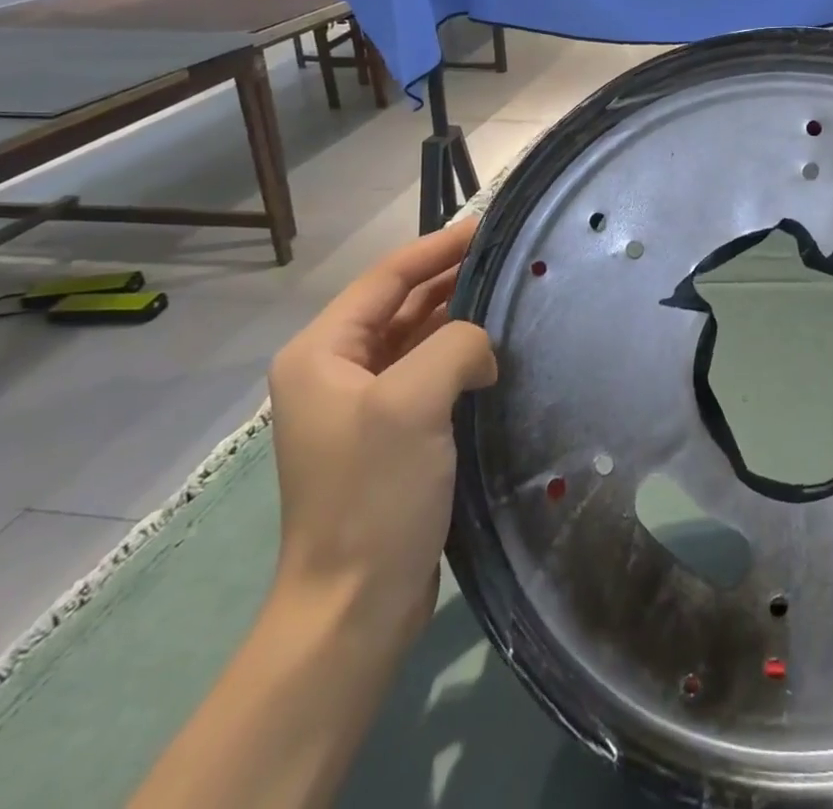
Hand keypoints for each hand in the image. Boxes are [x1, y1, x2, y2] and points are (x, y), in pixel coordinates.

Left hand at [266, 216, 496, 637]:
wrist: (354, 606)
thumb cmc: (373, 495)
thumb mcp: (413, 402)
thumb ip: (456, 345)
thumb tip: (482, 349)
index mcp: (322, 353)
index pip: (386, 278)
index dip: (437, 248)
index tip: (487, 227)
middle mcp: (334, 371)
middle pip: (401, 304)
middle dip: (451, 279)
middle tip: (509, 258)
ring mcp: (362, 405)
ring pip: (417, 338)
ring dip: (459, 317)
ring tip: (511, 295)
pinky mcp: (389, 435)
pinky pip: (427, 374)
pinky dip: (459, 356)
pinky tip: (496, 352)